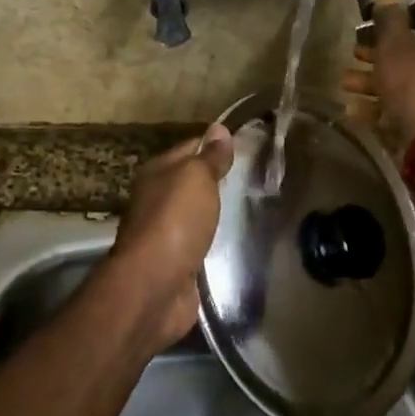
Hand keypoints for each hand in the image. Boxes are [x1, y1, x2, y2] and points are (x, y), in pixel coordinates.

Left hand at [109, 124, 234, 346]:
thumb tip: (219, 128)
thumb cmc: (174, 223)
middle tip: (260, 179)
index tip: (251, 146)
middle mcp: (156, 200)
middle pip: (192, 183)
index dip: (217, 145)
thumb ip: (209, 157)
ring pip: (197, 215)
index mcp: (157, 173)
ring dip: (218, 213)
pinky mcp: (177, 264)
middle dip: (220, 181)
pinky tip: (238, 242)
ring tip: (255, 209)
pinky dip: (215, 242)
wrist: (155, 287)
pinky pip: (200, 245)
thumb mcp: (196, 179)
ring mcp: (166, 234)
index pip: (191, 148)